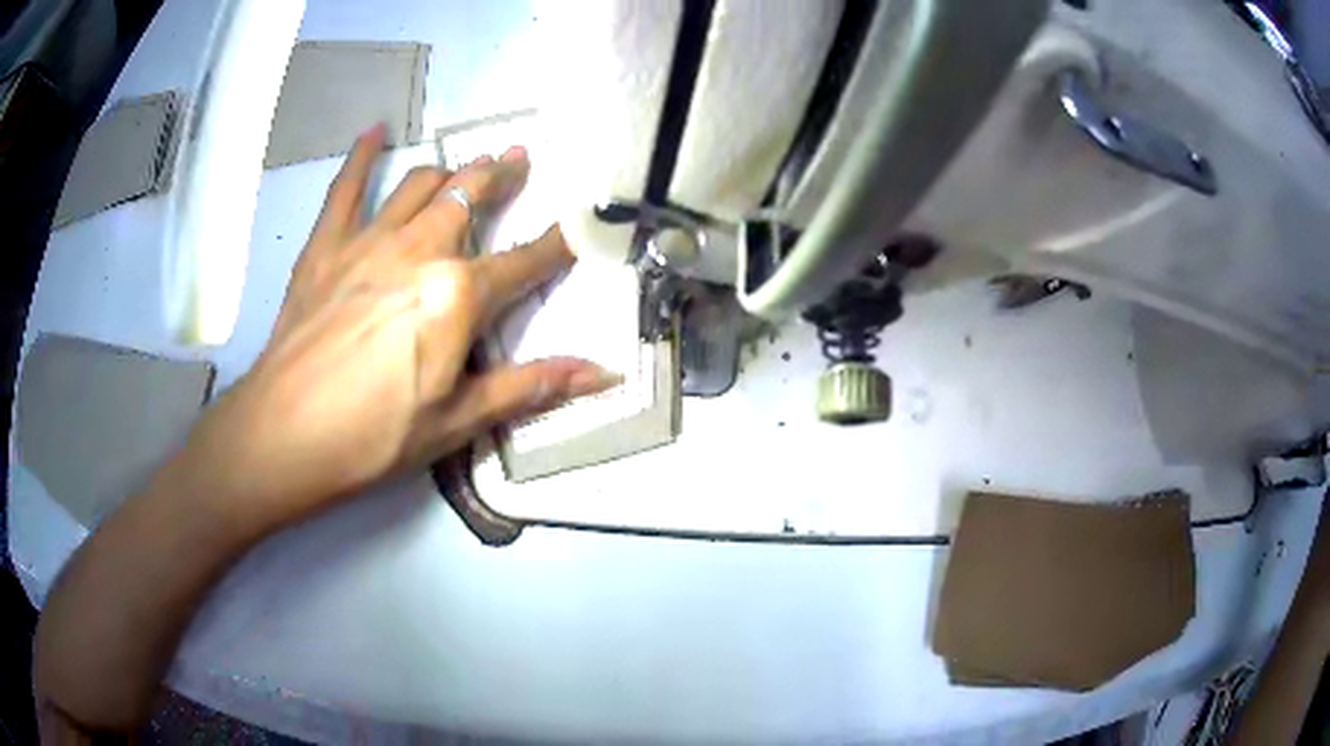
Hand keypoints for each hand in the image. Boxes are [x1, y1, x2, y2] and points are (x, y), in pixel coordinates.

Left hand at [188, 125, 617, 531]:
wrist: (285, 435)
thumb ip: (531, 386)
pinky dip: (360, 157)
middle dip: (501, 176)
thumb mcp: (459, 419)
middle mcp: (419, 250)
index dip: (559, 244)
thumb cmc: (375, 436)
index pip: (524, 262)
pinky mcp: (324, 246)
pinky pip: (345, 188)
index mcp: (457, 295)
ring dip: (449, 169)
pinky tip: (373, 131)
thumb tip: (603, 374)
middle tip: (519, 158)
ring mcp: (368, 241)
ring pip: (420, 184)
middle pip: (470, 196)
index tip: (581, 223)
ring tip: (466, 163)